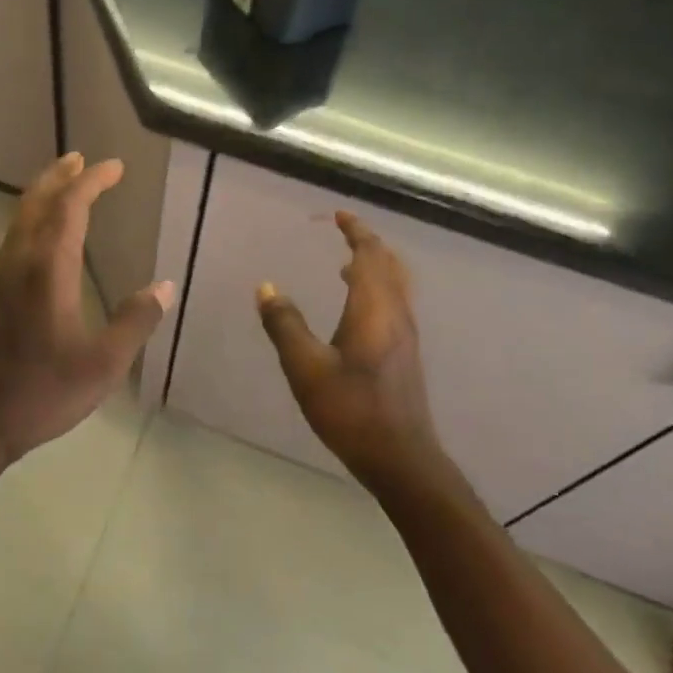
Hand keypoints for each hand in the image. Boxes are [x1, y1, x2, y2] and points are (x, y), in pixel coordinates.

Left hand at [0, 153, 173, 470]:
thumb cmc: (41, 393)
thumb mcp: (102, 365)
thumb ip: (134, 322)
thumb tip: (164, 287)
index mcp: (48, 271)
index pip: (70, 208)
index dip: (92, 181)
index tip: (114, 167)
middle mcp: (17, 264)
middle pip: (35, 203)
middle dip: (59, 176)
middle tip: (80, 159)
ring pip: (17, 221)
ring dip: (42, 197)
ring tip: (64, 189)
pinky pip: (10, 242)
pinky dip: (30, 223)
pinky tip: (41, 242)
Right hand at [256, 211, 443, 492]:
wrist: (400, 456)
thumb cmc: (351, 409)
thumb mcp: (306, 367)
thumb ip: (285, 324)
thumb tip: (266, 288)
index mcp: (374, 308)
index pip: (370, 254)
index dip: (356, 231)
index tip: (338, 215)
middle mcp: (396, 313)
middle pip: (390, 264)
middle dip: (369, 244)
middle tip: (345, 233)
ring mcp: (406, 334)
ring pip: (396, 284)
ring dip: (375, 266)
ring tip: (348, 263)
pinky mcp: (405, 353)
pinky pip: (395, 302)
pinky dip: (378, 287)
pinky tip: (357, 307)